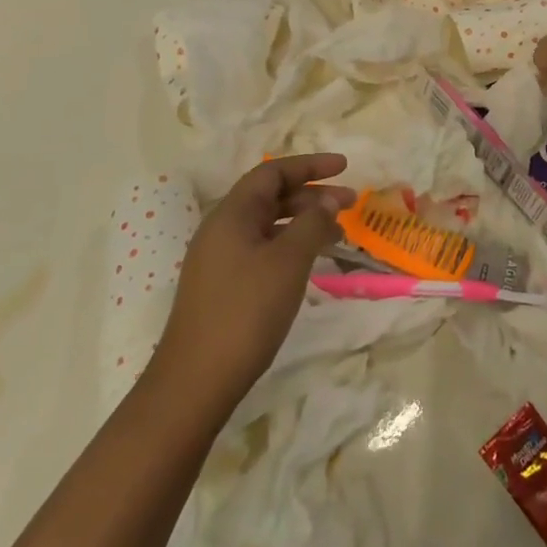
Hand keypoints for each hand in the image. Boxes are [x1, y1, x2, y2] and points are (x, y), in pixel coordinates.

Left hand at [154, 154, 351, 410]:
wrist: (196, 381)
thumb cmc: (246, 311)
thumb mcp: (288, 261)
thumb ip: (312, 224)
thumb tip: (327, 201)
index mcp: (232, 213)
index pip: (273, 172)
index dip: (310, 165)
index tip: (345, 167)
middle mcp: (222, 228)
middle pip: (271, 197)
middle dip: (312, 195)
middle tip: (351, 203)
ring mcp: (219, 258)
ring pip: (268, 224)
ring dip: (303, 222)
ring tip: (339, 234)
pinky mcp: (222, 285)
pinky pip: (262, 248)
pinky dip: (290, 245)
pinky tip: (310, 262)